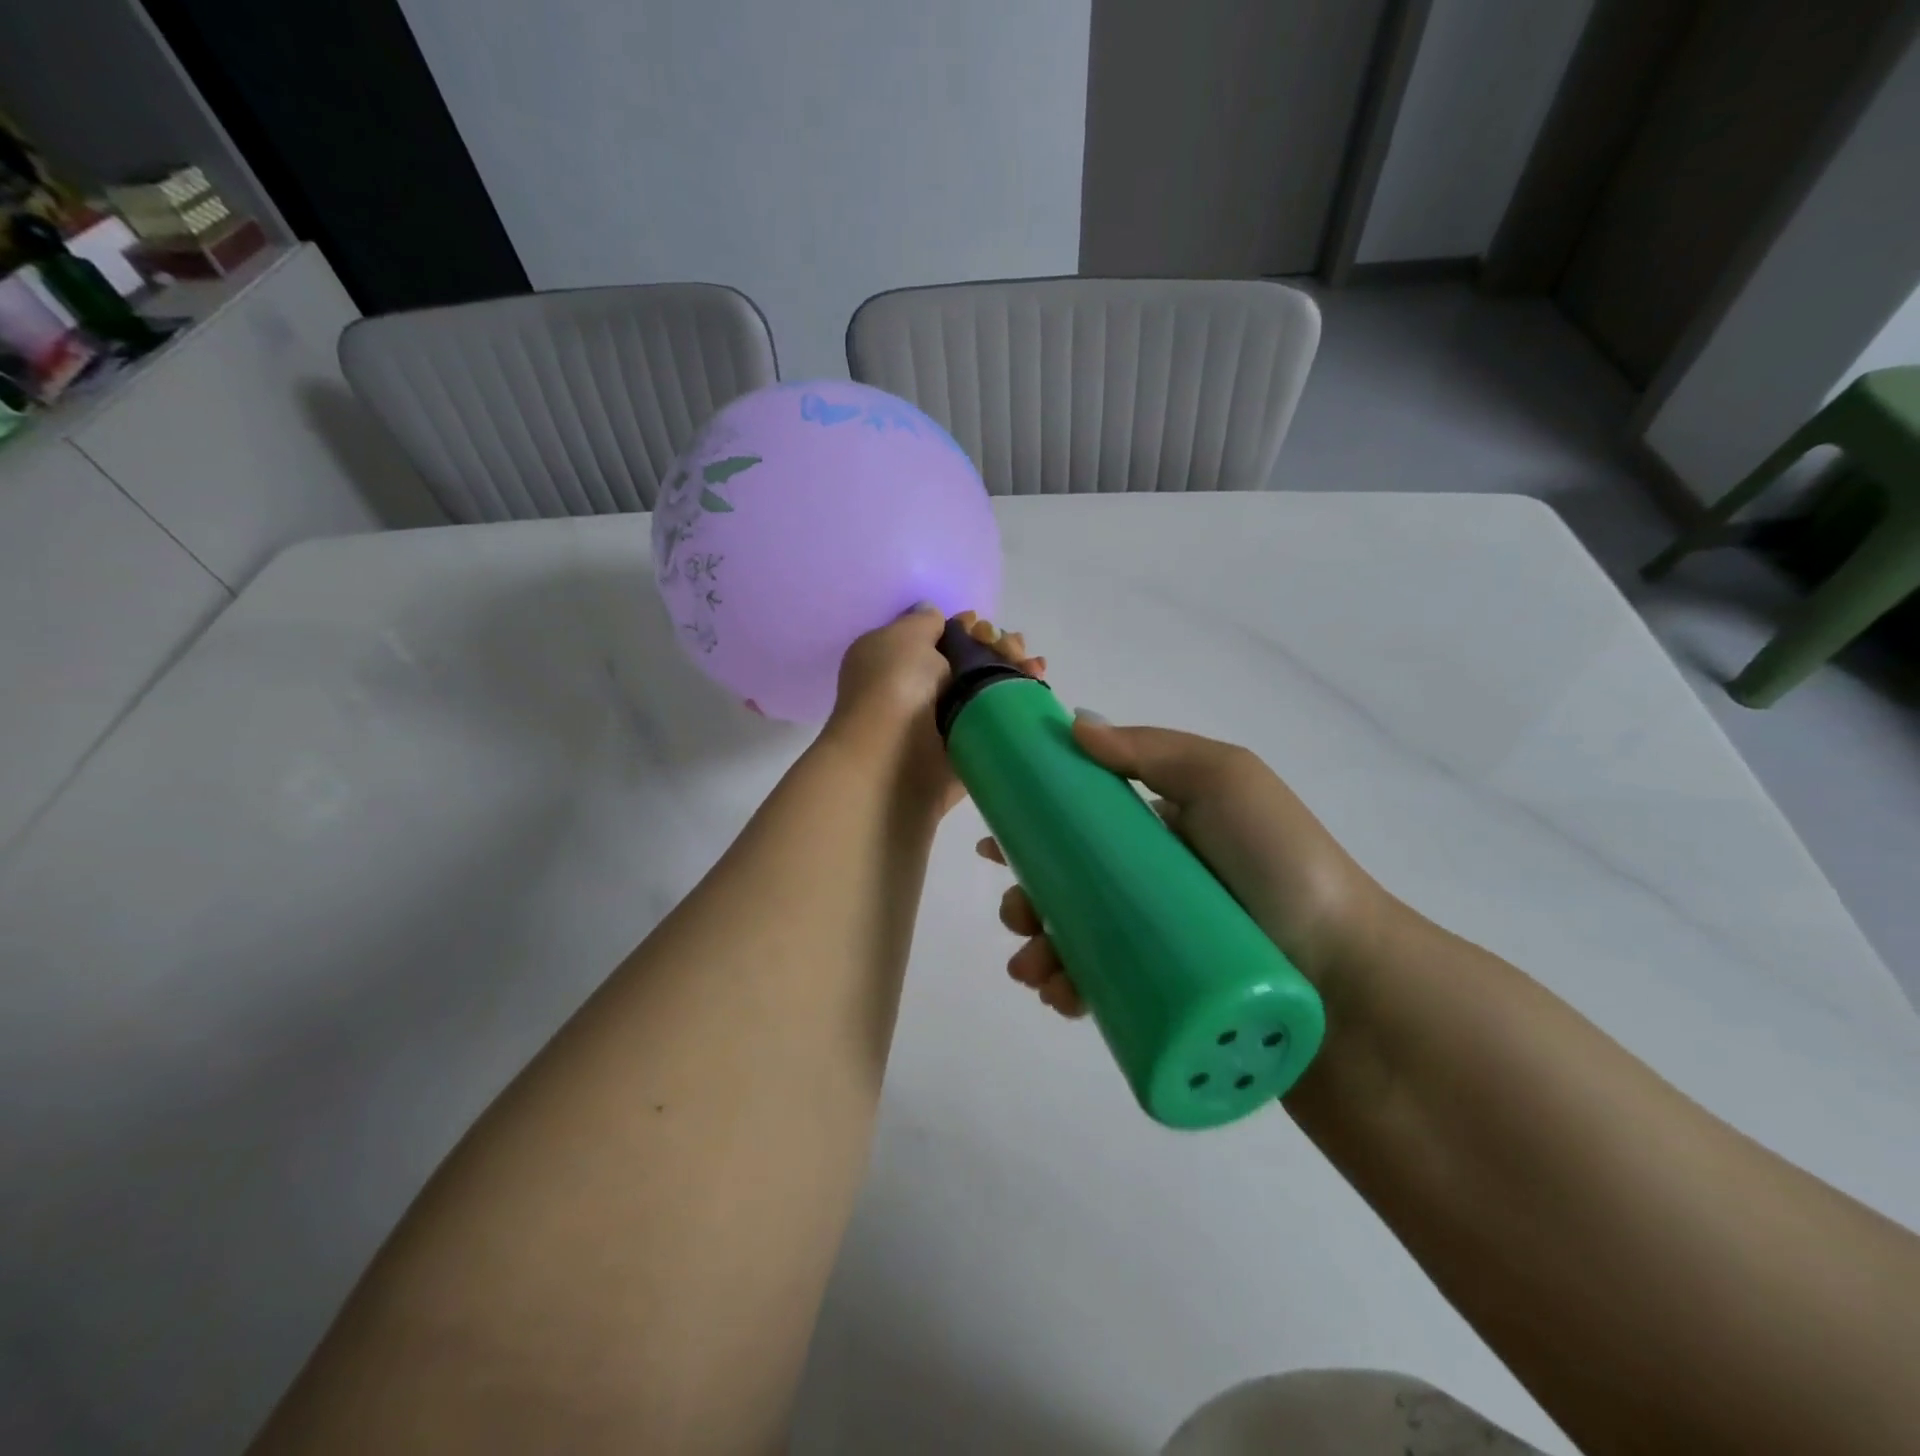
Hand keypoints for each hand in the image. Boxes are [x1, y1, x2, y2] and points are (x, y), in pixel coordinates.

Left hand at [825, 607, 1044, 811]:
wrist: (893, 762)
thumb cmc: (894, 688)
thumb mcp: (902, 637)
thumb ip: (923, 621)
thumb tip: (932, 614)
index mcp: (893, 661)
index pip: (938, 638)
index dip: (966, 628)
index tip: (982, 626)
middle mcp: (916, 691)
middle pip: (968, 663)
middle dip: (996, 648)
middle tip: (1015, 647)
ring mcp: (942, 724)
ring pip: (985, 692)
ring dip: (1012, 673)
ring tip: (1034, 666)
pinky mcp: (965, 751)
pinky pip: (996, 723)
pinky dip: (1018, 705)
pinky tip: (1036, 687)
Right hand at [981, 719, 1393, 1016]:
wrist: (1346, 974)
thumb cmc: (1280, 863)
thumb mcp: (1225, 780)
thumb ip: (1153, 749)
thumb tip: (1075, 722)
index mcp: (1161, 832)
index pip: (1081, 827)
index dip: (1032, 832)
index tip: (994, 844)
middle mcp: (1152, 884)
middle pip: (1068, 888)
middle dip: (1026, 900)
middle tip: (1016, 917)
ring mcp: (1155, 942)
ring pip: (1076, 941)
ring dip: (1037, 951)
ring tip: (1031, 969)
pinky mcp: (1162, 995)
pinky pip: (1100, 990)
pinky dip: (1066, 991)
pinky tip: (1055, 996)